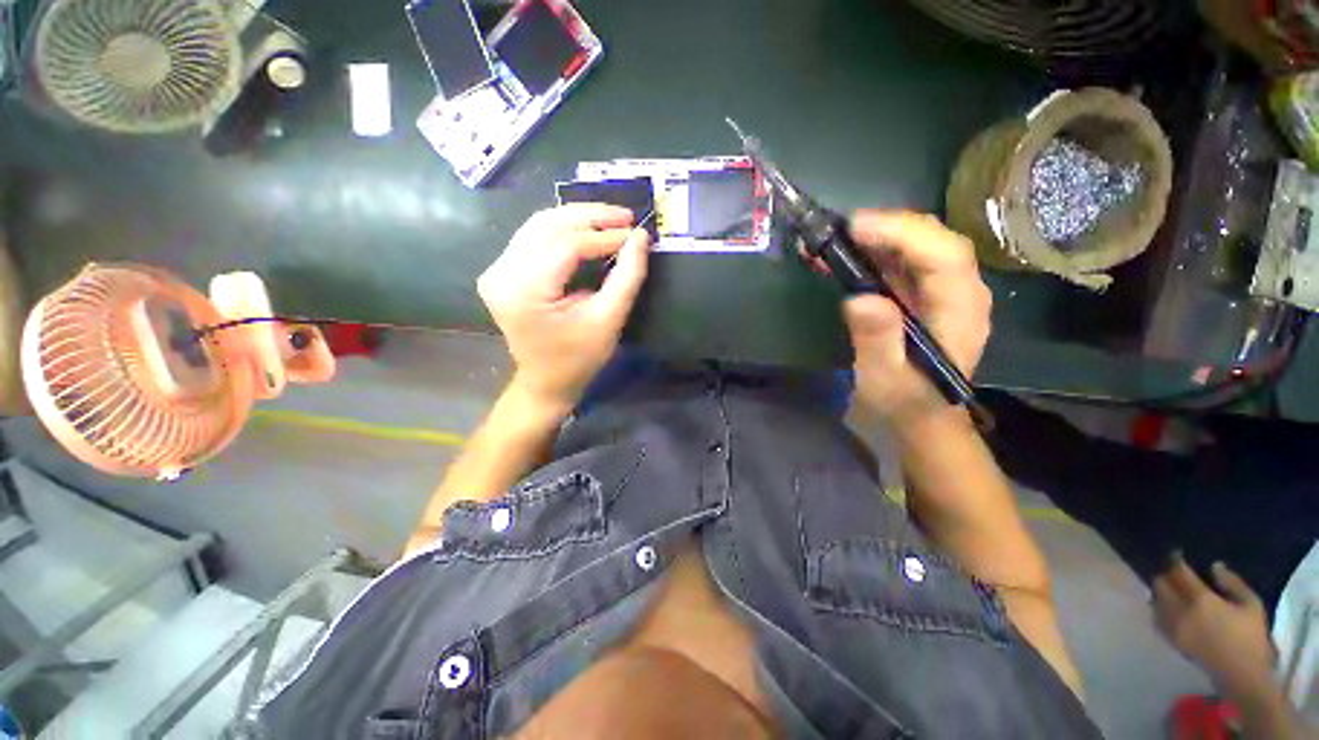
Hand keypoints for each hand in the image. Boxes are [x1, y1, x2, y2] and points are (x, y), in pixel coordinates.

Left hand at [478, 204, 650, 411]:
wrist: (546, 382)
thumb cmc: (579, 358)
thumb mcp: (609, 320)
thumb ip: (627, 277)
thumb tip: (641, 237)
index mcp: (524, 291)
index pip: (566, 245)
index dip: (604, 235)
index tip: (635, 233)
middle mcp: (502, 273)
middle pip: (548, 225)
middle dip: (590, 216)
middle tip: (625, 216)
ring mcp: (496, 270)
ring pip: (539, 225)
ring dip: (577, 218)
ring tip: (611, 221)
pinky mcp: (501, 271)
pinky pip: (533, 237)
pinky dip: (563, 230)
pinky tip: (587, 231)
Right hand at [841, 212, 991, 423]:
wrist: (919, 418)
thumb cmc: (903, 402)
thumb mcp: (884, 379)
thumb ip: (877, 340)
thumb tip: (860, 298)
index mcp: (960, 311)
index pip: (944, 255)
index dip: (902, 233)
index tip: (854, 228)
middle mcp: (959, 291)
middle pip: (932, 240)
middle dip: (885, 227)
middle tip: (836, 230)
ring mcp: (941, 291)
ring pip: (916, 246)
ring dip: (874, 237)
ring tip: (832, 240)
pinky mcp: (922, 295)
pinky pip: (900, 262)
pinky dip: (871, 252)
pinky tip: (843, 254)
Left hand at [1153, 557, 1275, 698]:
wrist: (1242, 675)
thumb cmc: (1251, 638)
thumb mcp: (1251, 604)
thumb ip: (1232, 582)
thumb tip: (1214, 566)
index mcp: (1201, 600)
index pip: (1179, 573)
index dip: (1175, 560)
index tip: (1176, 553)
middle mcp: (1181, 610)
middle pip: (1161, 584)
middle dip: (1165, 575)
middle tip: (1173, 571)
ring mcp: (1173, 627)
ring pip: (1156, 600)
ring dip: (1160, 591)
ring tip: (1171, 588)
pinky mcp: (1172, 641)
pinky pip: (1157, 618)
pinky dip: (1159, 608)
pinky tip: (1168, 606)